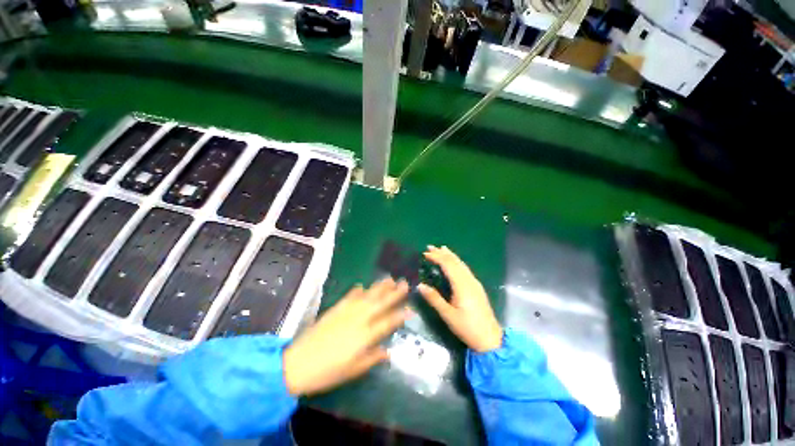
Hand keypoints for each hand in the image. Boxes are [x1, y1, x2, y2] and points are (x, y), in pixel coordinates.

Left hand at [282, 278, 410, 395]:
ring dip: (379, 287)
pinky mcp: (335, 309)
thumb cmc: (328, 372)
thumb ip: (372, 358)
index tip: (411, 308)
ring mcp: (346, 312)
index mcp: (365, 336)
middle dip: (394, 293)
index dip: (400, 315)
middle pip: (380, 303)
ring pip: (367, 296)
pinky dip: (357, 291)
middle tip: (404, 283)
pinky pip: (349, 297)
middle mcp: (359, 319)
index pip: (387, 322)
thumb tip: (388, 352)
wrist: (298, 363)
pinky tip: (362, 285)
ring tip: (389, 279)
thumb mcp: (353, 371)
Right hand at [418, 246, 502, 352]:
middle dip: (442, 253)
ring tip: (441, 249)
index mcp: (462, 285)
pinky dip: (457, 261)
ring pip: (461, 264)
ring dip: (450, 255)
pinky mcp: (476, 287)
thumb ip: (434, 299)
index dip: (436, 257)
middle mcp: (469, 280)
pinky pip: (465, 269)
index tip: (425, 253)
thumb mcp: (448, 315)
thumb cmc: (468, 328)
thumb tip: (420, 285)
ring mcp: (474, 283)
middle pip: (455, 261)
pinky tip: (454, 262)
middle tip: (430, 247)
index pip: (448, 265)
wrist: (491, 339)